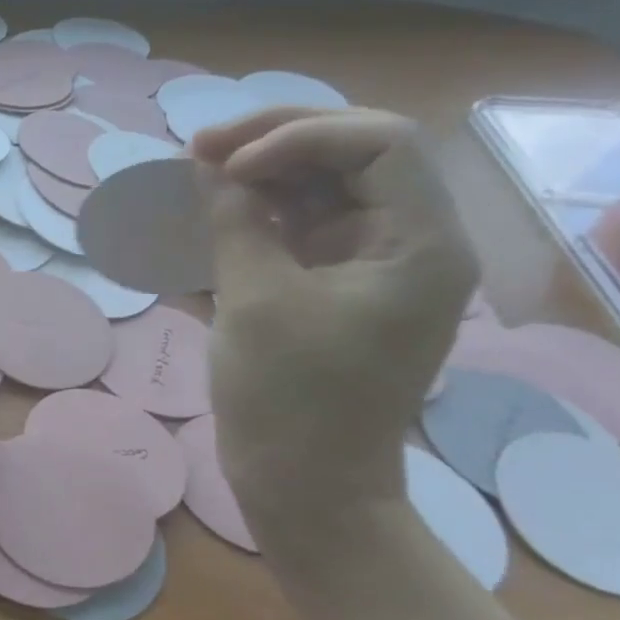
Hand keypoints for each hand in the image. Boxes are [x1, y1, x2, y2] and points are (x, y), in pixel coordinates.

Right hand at [191, 108, 477, 519]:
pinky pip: (304, 225)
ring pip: (325, 186)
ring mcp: (372, 265)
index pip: (379, 143)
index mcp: (419, 244)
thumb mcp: (255, 301)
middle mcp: (409, 243)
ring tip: (199, 169)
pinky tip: (217, 206)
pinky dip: (262, 209)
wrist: (306, 484)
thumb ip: (237, 222)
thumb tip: (212, 167)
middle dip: (277, 140)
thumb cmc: (289, 398)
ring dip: (264, 170)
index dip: (299, 135)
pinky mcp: (337, 287)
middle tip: (201, 146)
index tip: (227, 166)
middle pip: (354, 154)